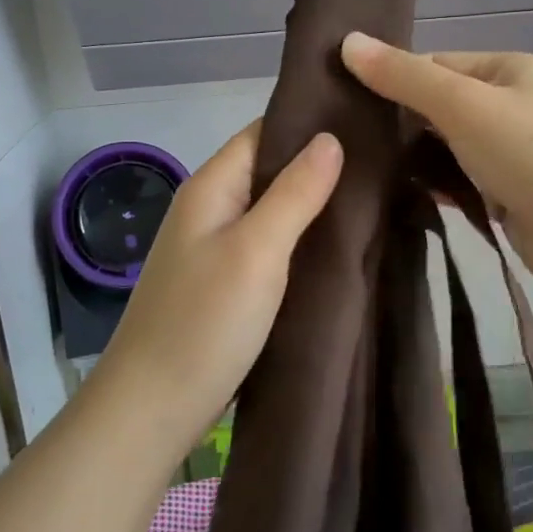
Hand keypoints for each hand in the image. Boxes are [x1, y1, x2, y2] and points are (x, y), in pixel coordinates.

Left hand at [86, 121, 342, 456]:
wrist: (152, 409)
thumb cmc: (204, 322)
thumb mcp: (256, 250)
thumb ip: (294, 192)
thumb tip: (330, 137)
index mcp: (211, 186)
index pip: (263, 131)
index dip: (310, 124)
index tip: (365, 123)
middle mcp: (209, 207)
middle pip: (268, 169)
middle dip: (319, 166)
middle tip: (380, 166)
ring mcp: (214, 247)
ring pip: (271, 210)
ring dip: (312, 205)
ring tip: (371, 201)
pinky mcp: (224, 282)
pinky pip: (267, 245)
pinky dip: (298, 241)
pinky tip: (335, 247)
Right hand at [341, 34, 532, 311]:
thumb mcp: (466, 105)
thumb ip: (406, 77)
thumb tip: (347, 41)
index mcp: (505, 71)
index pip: (432, 65)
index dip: (388, 80)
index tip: (340, 102)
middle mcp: (508, 106)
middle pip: (436, 107)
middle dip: (395, 124)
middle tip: (338, 142)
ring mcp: (509, 155)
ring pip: (444, 149)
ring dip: (410, 160)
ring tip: (351, 170)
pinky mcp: (507, 198)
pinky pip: (458, 184)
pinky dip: (431, 189)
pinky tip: (391, 198)